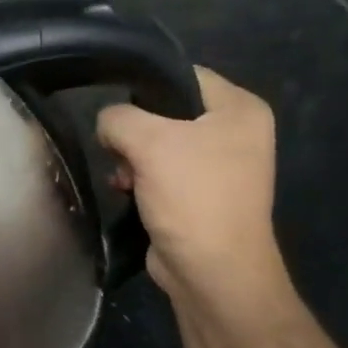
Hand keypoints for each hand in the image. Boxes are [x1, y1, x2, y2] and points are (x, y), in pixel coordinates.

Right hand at [97, 67, 288, 311]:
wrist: (212, 272)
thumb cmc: (192, 197)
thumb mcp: (149, 142)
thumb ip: (118, 118)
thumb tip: (107, 125)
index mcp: (240, 109)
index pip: (184, 75)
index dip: (145, 85)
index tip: (114, 106)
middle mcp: (235, 132)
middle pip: (167, 110)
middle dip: (134, 131)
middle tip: (119, 150)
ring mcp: (218, 166)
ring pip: (158, 143)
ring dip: (131, 158)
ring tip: (122, 177)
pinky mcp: (199, 194)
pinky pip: (160, 171)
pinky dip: (139, 178)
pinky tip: (125, 191)